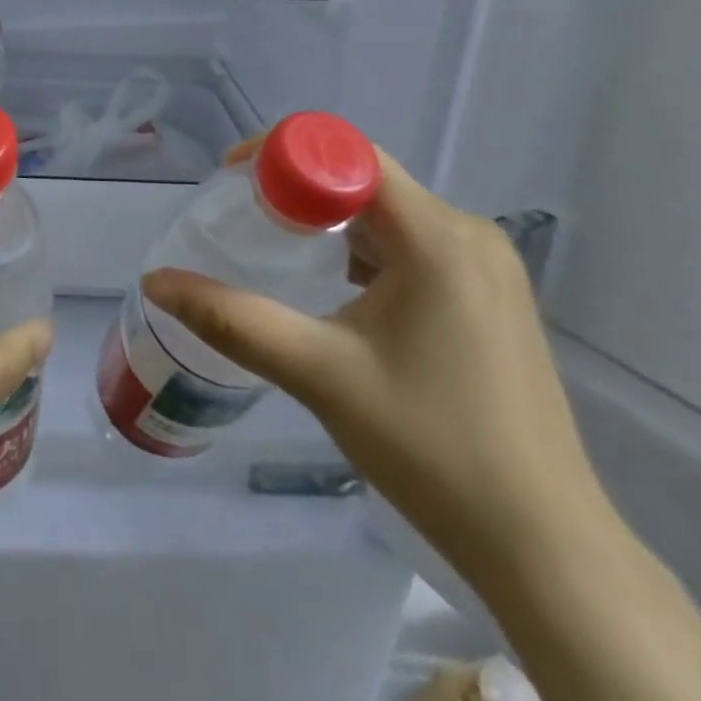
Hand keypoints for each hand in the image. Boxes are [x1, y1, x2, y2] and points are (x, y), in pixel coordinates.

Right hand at [143, 143, 608, 589]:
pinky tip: (334, 289)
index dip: (279, 153)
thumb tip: (155, 280)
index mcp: (437, 236)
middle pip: (363, 178)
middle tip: (240, 218)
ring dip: (327, 220)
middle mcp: (467, 233)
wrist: (545, 547)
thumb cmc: (431, 450)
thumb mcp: (320, 374)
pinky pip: (410, 244)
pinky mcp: (488, 296)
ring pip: (386, 212)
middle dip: (295, 188)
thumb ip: (231, 319)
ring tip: (274, 249)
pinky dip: (361, 249)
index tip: (229, 181)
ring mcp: (486, 266)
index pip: (346, 153)